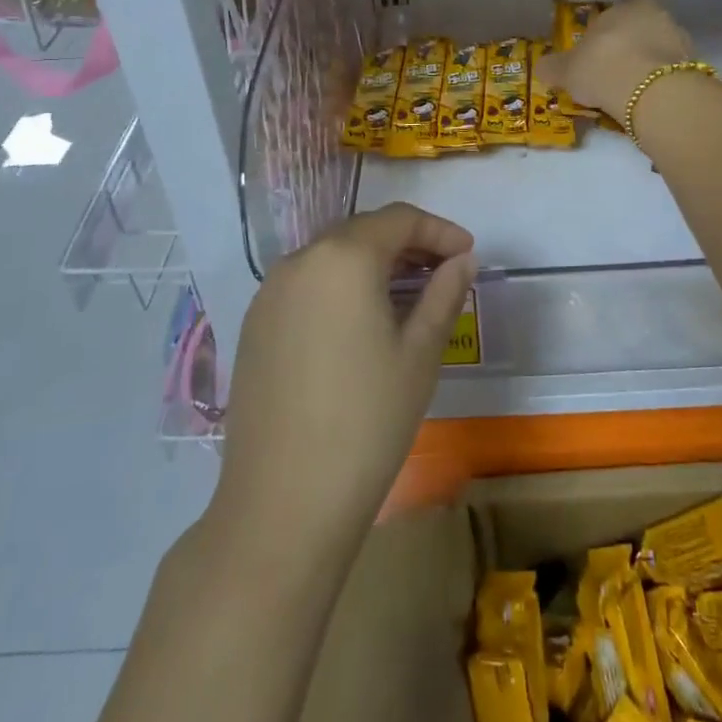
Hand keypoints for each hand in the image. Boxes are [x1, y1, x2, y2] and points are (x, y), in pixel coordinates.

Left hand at [214, 204, 475, 548]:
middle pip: (362, 232)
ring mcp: (269, 293)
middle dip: (407, 243)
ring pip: (332, 257)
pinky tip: (360, 322)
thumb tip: (462, 260)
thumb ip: (444, 293)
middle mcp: (300, 260)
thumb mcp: (421, 353)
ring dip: (372, 264)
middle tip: (443, 271)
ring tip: (407, 296)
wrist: (283, 502)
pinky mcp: (254, 325)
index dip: (439, 230)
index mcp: (344, 257)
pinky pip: (306, 285)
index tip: (468, 253)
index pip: (399, 219)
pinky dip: (340, 287)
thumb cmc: (367, 420)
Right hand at [536, 0, 693, 125]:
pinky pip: (671, 71)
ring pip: (659, 48)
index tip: (601, 48)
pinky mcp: (693, 66)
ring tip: (631, 89)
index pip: (619, 9)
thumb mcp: (567, 70)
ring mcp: (680, 39)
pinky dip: (660, 81)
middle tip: (615, 69)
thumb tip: (541, 67)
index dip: (610, 28)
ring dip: (649, 63)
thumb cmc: (603, 68)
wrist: (650, 93)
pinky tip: (647, 98)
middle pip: (642, 26)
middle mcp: (657, 14)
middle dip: (631, 44)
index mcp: (627, 4)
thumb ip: (553, 67)